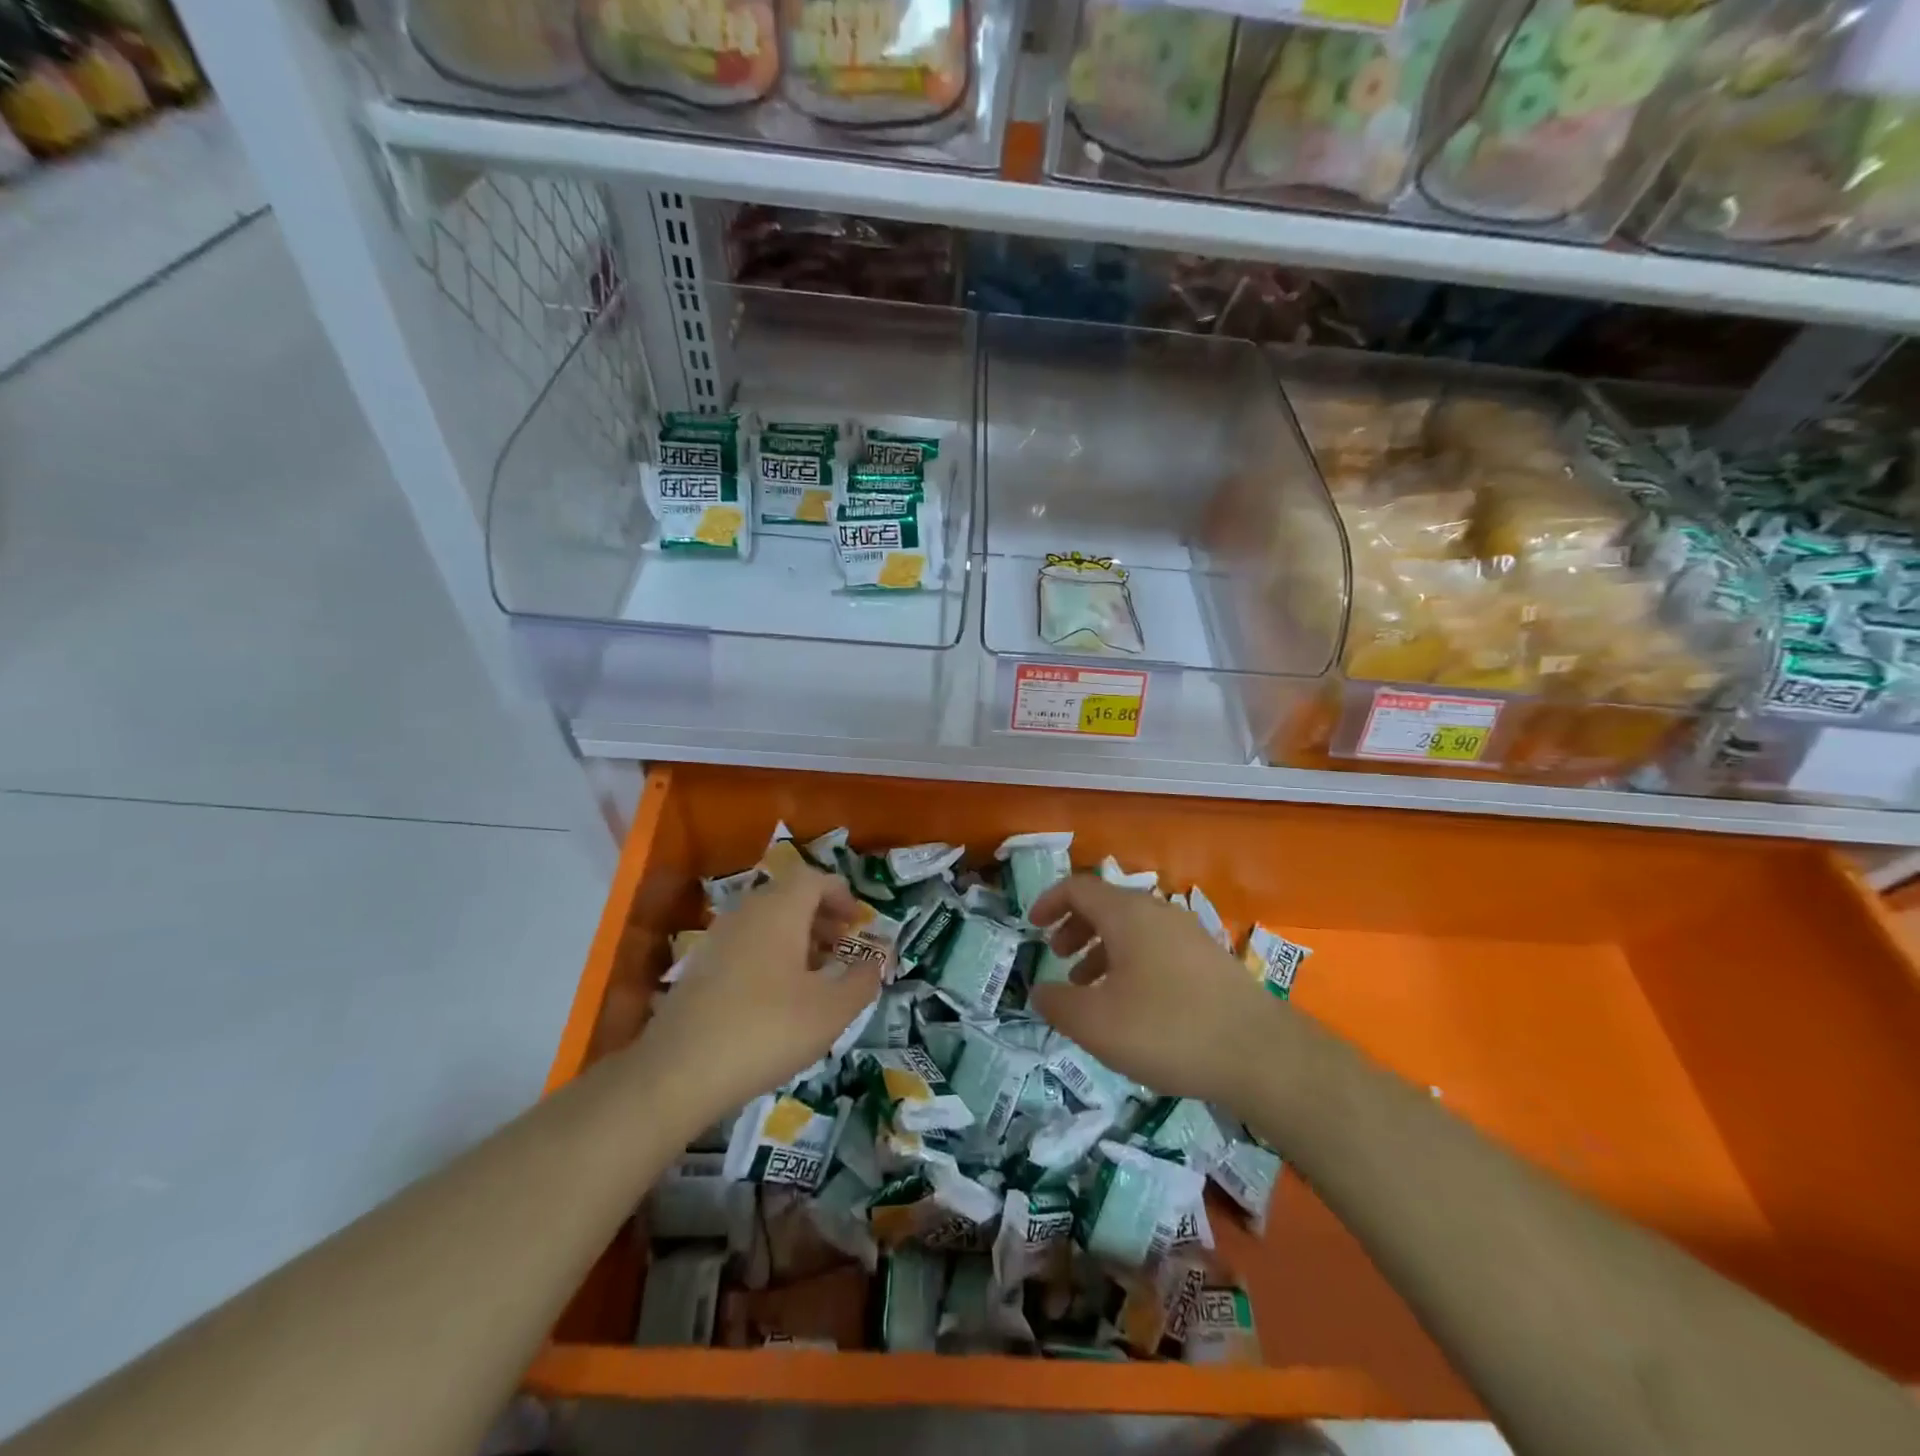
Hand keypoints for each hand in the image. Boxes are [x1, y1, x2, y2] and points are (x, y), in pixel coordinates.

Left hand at [636, 868, 880, 1122]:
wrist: (677, 1072)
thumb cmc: (767, 1030)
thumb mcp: (831, 1011)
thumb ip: (862, 980)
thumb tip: (878, 960)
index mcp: (780, 910)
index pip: (814, 879)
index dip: (841, 895)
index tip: (858, 924)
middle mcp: (747, 913)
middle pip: (790, 897)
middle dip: (821, 917)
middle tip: (843, 948)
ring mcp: (718, 939)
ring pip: (766, 922)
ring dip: (796, 938)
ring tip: (815, 975)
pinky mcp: (700, 968)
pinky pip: (746, 944)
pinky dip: (770, 955)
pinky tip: (778, 998)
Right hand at [1027, 874, 1280, 1106]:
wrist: (1261, 1054)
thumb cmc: (1167, 1030)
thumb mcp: (1096, 1024)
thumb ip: (1057, 1004)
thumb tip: (1039, 991)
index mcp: (1128, 914)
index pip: (1079, 888)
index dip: (1049, 902)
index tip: (1031, 925)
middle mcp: (1159, 912)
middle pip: (1106, 905)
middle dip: (1075, 926)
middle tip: (1057, 955)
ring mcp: (1189, 934)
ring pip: (1133, 929)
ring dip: (1102, 949)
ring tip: (1088, 987)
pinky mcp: (1210, 960)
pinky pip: (1157, 947)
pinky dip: (1131, 963)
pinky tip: (1132, 1004)